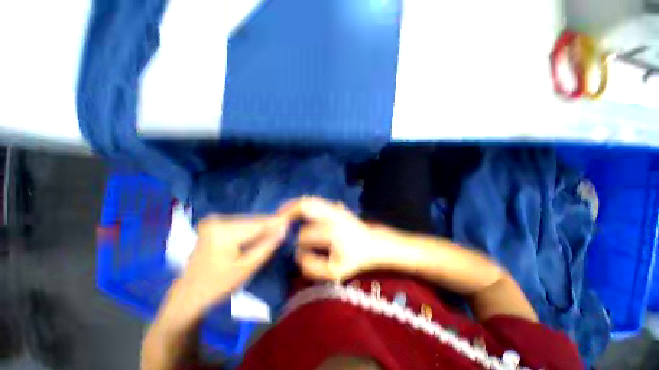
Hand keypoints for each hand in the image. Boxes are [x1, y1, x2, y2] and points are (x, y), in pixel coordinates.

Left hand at [176, 214, 288, 314]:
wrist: (188, 294)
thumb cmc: (218, 286)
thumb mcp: (247, 268)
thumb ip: (267, 246)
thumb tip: (284, 229)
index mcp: (224, 232)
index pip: (258, 224)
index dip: (276, 223)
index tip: (291, 222)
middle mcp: (218, 220)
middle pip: (253, 220)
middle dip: (269, 226)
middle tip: (283, 232)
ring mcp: (214, 220)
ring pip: (247, 221)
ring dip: (260, 228)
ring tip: (271, 236)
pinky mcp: (213, 223)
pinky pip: (240, 223)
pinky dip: (250, 229)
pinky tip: (256, 237)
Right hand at [279, 197, 391, 281]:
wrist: (371, 243)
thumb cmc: (354, 259)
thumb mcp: (334, 272)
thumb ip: (311, 266)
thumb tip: (296, 252)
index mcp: (333, 232)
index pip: (305, 235)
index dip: (296, 243)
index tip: (295, 250)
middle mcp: (332, 215)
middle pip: (305, 206)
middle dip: (287, 213)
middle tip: (276, 223)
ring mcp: (333, 207)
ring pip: (308, 200)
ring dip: (293, 206)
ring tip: (281, 215)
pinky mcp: (334, 205)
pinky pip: (313, 201)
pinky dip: (301, 204)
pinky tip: (294, 211)